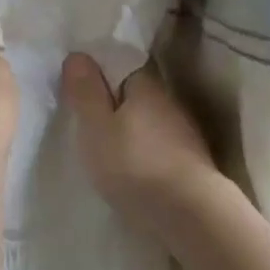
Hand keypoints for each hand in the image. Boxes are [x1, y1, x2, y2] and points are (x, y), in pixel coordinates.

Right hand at [60, 54, 226, 241]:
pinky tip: (130, 165)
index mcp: (146, 84)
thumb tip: (77, 54)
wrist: (191, 215)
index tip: (78, 84)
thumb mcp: (96, 127)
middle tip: (85, 116)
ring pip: (148, 119)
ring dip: (129, 127)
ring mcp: (184, 132)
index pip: (122, 63)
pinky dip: (142, 149)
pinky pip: (157, 144)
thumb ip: (86, 92)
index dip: (99, 71)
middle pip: (135, 93)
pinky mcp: (190, 161)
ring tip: (104, 144)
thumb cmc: (135, 164)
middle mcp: (169, 101)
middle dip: (113, 100)